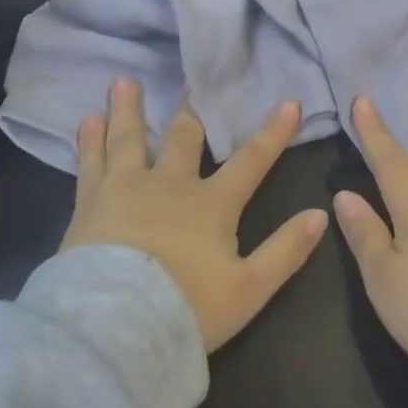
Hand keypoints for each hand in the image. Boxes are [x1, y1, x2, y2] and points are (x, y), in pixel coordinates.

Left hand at [63, 78, 327, 351]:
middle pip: (182, 137)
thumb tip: (321, 214)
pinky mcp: (90, 204)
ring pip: (129, 138)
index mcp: (211, 204)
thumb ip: (286, 251)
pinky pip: (90, 163)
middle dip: (191, 110)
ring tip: (123, 81)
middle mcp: (169, 184)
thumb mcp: (249, 289)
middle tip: (191, 80)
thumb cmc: (186, 308)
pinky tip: (87, 121)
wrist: (114, 327)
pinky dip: (89, 140)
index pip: (251, 161)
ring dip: (129, 110)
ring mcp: (126, 189)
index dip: (273, 133)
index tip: (289, 103)